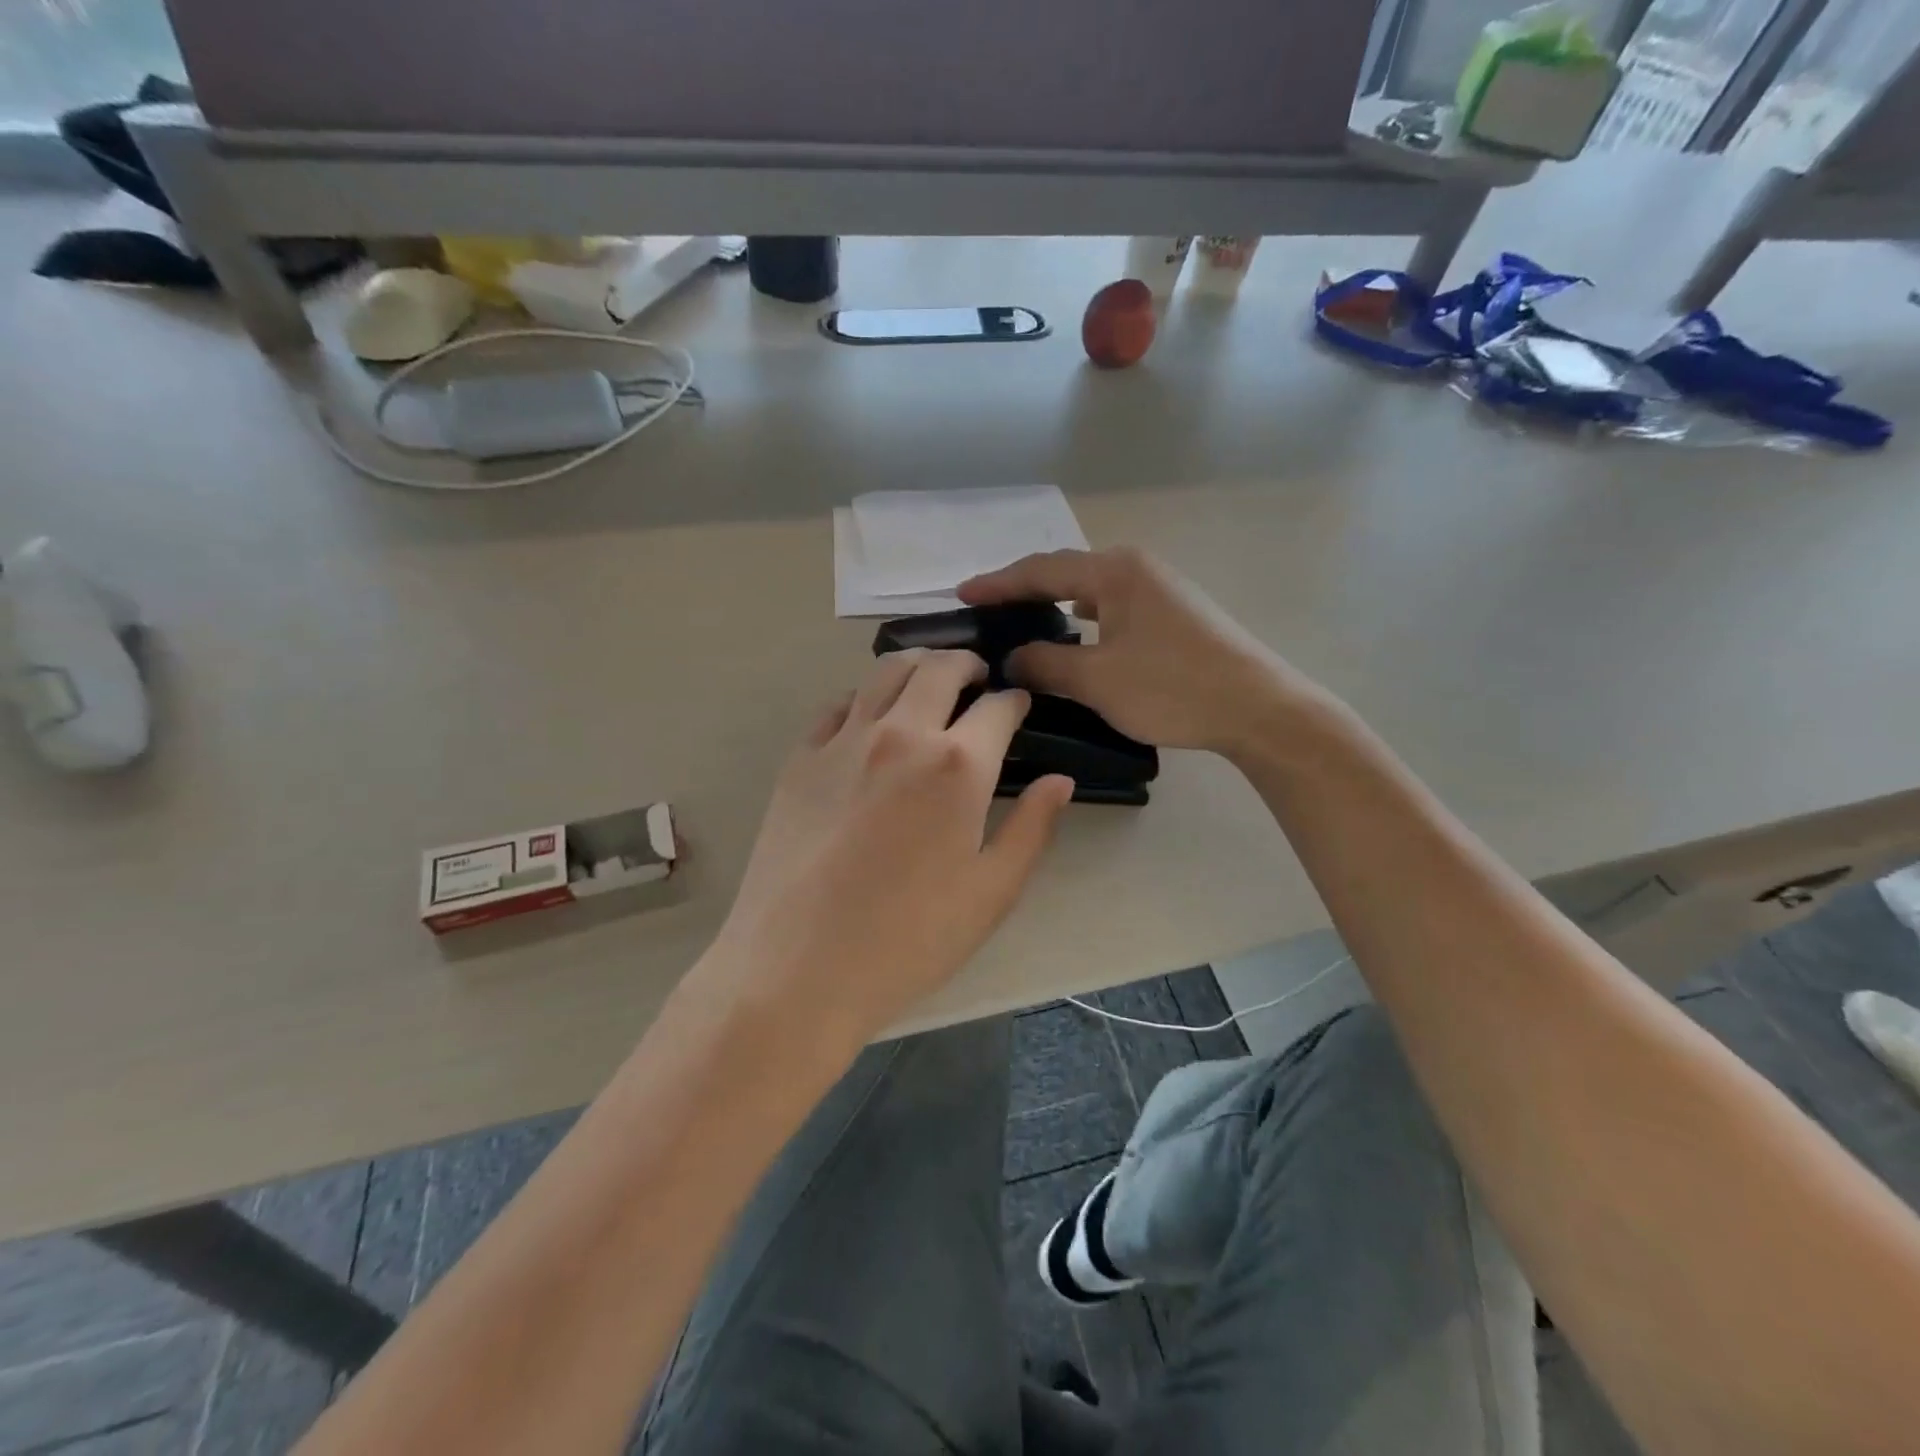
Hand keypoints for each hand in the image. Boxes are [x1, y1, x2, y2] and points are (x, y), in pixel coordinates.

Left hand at [707, 650, 1073, 1035]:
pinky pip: (837, 706)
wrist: (798, 968)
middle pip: (939, 669)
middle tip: (977, 678)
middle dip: (967, 664)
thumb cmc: (909, 939)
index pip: (997, 708)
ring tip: (928, 683)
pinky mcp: (800, 759)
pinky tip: (869, 720)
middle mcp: (902, 734)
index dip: (1014, 701)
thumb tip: (1060, 781)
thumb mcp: (991, 894)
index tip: (1019, 705)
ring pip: (885, 673)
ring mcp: (843, 741)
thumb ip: (1031, 828)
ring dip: (917, 667)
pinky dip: (864, 699)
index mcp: (958, 765)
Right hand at [959, 547, 1318, 757]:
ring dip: (1054, 606)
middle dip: (1022, 590)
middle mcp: (1136, 569)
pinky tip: (1073, 640)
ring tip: (1021, 624)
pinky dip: (1082, 621)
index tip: (961, 594)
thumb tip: (1012, 659)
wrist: (1259, 709)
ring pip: (1090, 592)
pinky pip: (1111, 609)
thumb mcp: (1098, 680)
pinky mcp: (1172, 615)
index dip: (997, 584)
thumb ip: (1047, 664)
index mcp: (1115, 571)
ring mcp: (1159, 591)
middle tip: (986, 610)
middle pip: (1065, 573)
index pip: (1041, 570)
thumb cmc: (1173, 687)